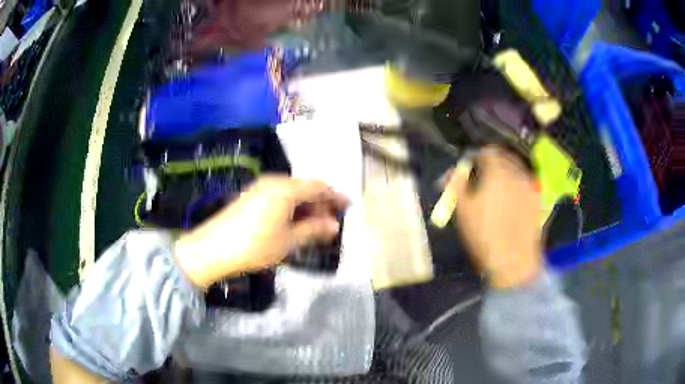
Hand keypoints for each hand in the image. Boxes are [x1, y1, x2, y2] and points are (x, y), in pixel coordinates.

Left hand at [174, 176, 347, 288]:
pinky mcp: (249, 196)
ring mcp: (259, 188)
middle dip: (320, 203)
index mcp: (286, 189)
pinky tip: (292, 222)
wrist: (213, 249)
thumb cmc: (255, 246)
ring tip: (314, 225)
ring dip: (305, 206)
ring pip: (290, 192)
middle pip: (304, 187)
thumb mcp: (288, 241)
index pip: (318, 187)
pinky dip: (290, 207)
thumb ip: (313, 230)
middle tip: (331, 222)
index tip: (347, 206)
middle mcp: (273, 182)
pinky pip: (278, 196)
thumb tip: (334, 226)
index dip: (334, 196)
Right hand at [446, 146, 542, 288]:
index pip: (488, 151)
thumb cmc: (484, 235)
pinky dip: (519, 185)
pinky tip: (513, 201)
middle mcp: (518, 173)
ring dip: (507, 172)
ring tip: (499, 189)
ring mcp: (531, 186)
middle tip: (484, 177)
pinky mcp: (539, 199)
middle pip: (505, 157)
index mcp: (498, 171)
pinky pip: (527, 183)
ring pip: (518, 169)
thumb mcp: (464, 210)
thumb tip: (450, 172)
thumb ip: (457, 185)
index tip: (472, 167)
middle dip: (494, 163)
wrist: (513, 261)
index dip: (478, 156)